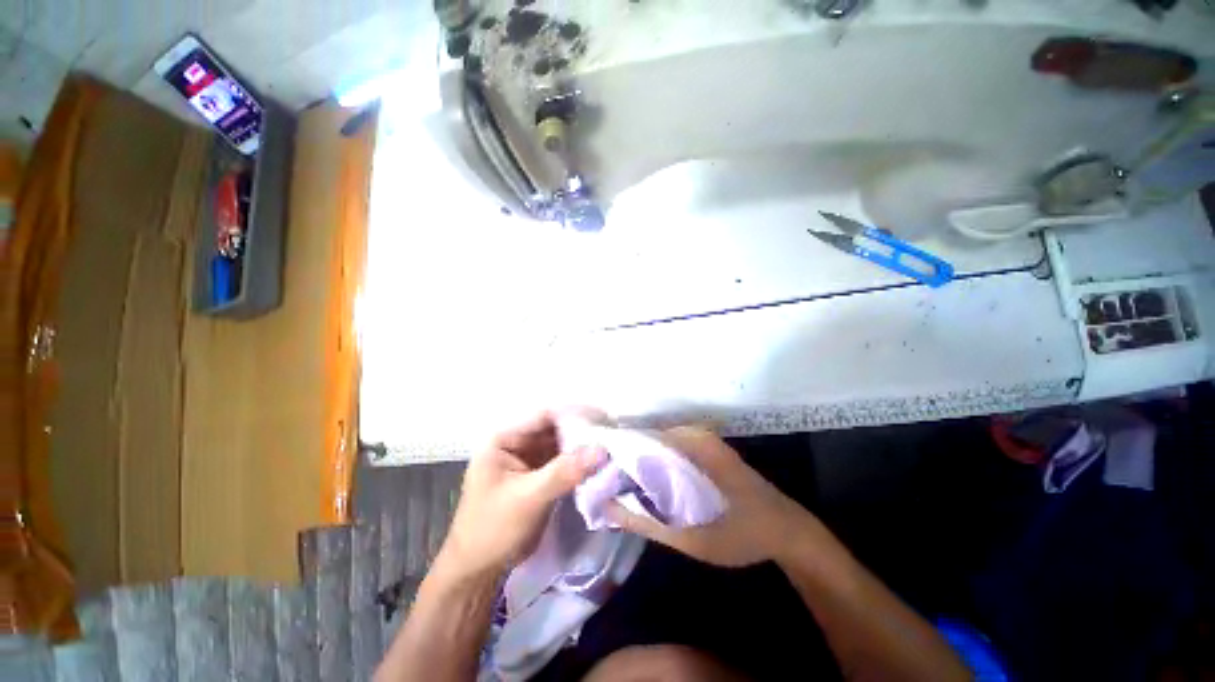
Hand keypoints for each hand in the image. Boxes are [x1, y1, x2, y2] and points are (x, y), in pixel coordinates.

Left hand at [439, 411, 604, 577]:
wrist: (478, 572)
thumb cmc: (493, 530)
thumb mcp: (528, 498)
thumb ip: (564, 471)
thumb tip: (602, 449)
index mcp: (504, 438)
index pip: (545, 415)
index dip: (574, 414)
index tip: (604, 418)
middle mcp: (517, 442)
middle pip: (555, 428)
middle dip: (582, 431)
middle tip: (612, 433)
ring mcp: (528, 459)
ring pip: (562, 444)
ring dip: (583, 446)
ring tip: (611, 445)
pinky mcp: (539, 475)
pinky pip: (563, 461)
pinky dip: (579, 462)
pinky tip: (599, 463)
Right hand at [607, 427, 814, 567]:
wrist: (789, 531)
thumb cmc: (745, 535)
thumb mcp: (694, 539)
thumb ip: (648, 524)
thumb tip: (607, 507)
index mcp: (693, 445)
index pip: (641, 438)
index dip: (615, 452)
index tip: (592, 467)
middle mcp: (695, 434)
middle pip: (647, 438)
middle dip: (623, 456)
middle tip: (598, 476)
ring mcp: (702, 440)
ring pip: (657, 444)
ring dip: (636, 460)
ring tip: (611, 477)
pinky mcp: (705, 450)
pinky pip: (670, 450)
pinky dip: (652, 462)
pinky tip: (640, 480)